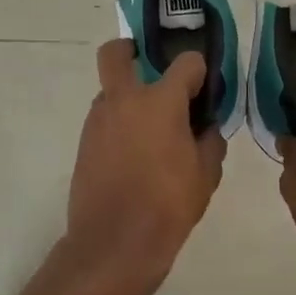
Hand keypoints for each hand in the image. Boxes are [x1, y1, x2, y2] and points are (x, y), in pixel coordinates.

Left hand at [57, 41, 226, 294]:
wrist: (114, 244)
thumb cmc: (168, 206)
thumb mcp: (206, 175)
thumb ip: (210, 140)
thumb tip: (206, 126)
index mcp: (160, 101)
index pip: (186, 63)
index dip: (200, 71)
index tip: (205, 88)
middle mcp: (124, 100)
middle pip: (117, 53)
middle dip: (132, 50)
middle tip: (152, 69)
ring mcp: (98, 120)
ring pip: (111, 90)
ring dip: (129, 97)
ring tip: (152, 131)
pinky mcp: (84, 142)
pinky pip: (105, 119)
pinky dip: (120, 124)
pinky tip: (136, 155)